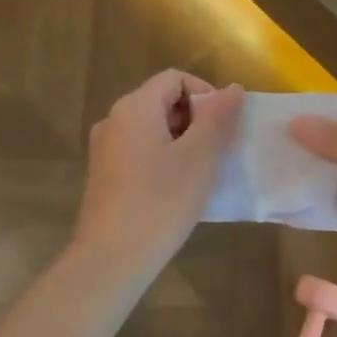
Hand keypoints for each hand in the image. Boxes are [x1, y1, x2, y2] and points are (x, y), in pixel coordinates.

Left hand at [74, 71, 242, 267]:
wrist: (111, 258)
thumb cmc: (160, 201)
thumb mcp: (199, 156)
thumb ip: (218, 117)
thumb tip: (233, 88)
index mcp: (134, 107)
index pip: (175, 78)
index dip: (205, 93)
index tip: (223, 126)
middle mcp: (113, 119)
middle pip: (162, 101)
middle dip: (195, 119)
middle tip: (216, 151)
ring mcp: (104, 149)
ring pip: (151, 129)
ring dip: (181, 141)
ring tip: (200, 172)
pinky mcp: (103, 175)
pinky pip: (139, 151)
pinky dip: (162, 159)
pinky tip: (175, 190)